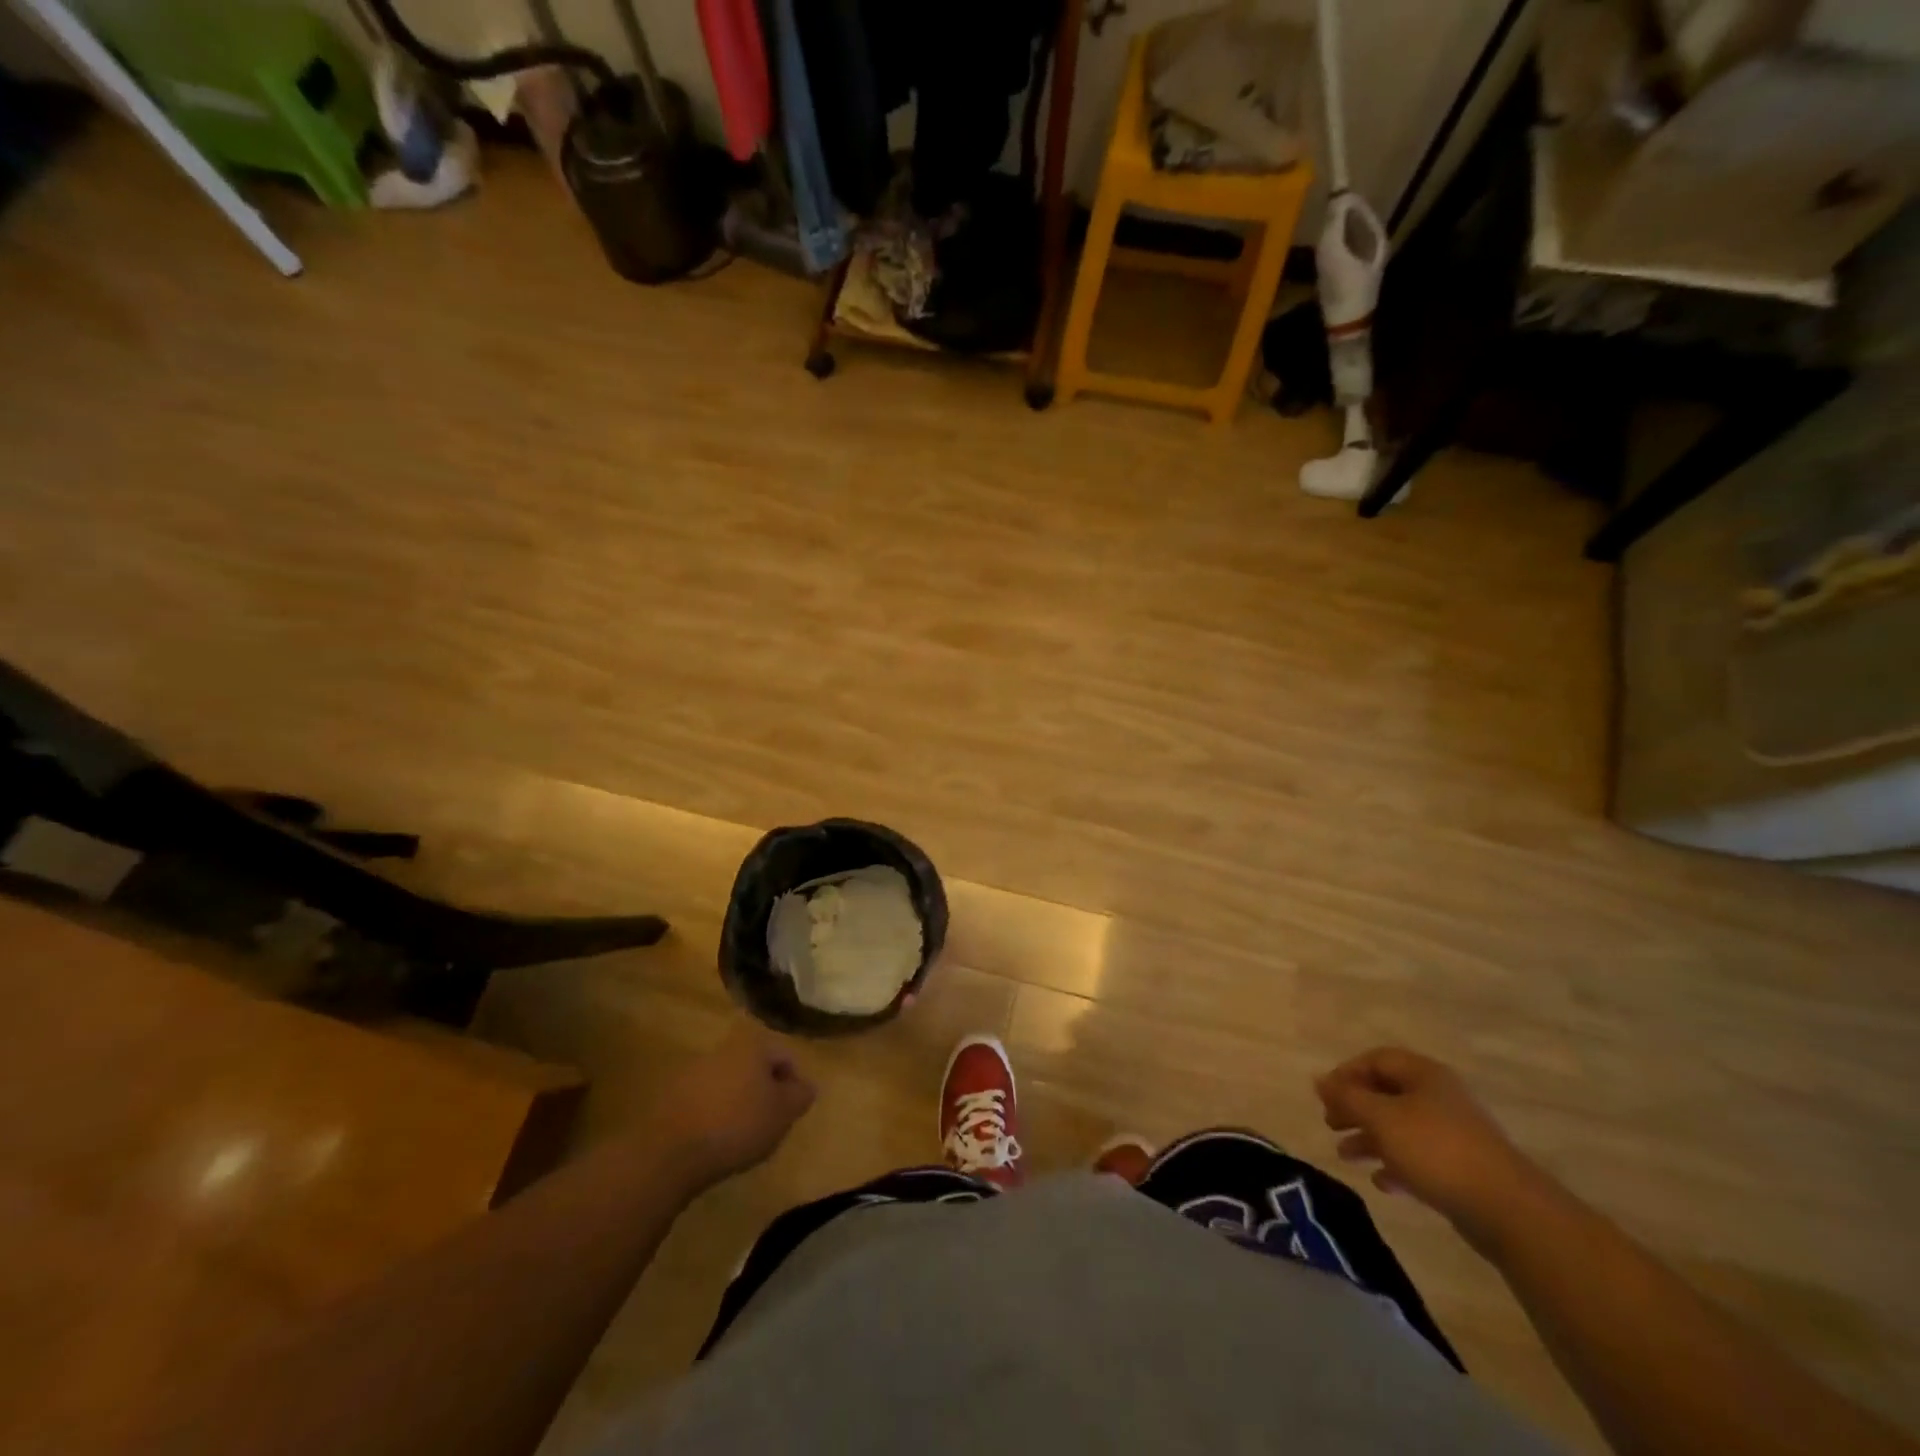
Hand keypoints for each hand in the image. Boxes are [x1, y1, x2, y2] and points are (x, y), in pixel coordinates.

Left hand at [656, 1024, 815, 1191]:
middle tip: (770, 1122)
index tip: (793, 1111)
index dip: (795, 1083)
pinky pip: (704, 1100)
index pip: (784, 1055)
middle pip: (754, 1066)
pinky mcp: (670, 1095)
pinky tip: (715, 1141)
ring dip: (738, 1102)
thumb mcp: (782, 1113)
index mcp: (752, 1045)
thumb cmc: (736, 1125)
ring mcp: (693, 1070)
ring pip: (728, 1082)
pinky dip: (714, 1114)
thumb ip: (800, 1096)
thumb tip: (806, 1086)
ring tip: (742, 1135)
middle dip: (765, 1091)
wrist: (668, 1152)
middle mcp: (723, 1048)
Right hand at [1315, 1047, 1549, 1248]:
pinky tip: (1382, 1182)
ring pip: (1400, 1126)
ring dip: (1370, 1138)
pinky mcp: (1462, 1167)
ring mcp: (1453, 1133)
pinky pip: (1419, 1157)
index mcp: (1423, 1075)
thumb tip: (1319, 1080)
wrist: (1508, 1209)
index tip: (1325, 1096)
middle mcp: (1439, 1097)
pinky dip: (1396, 1164)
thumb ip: (1347, 1098)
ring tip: (1345, 1156)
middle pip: (1387, 1093)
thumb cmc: (1436, 1150)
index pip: (1376, 1059)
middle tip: (1330, 1123)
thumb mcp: (1381, 1118)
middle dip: (1355, 1108)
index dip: (1346, 1073)